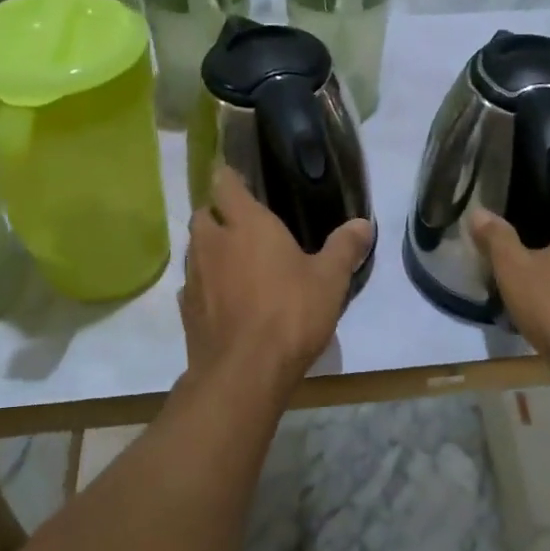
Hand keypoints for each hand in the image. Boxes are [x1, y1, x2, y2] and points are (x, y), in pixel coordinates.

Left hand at [181, 168, 373, 384]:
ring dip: (211, 250)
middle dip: (218, 215)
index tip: (240, 181)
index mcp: (246, 224)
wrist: (244, 372)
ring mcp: (194, 276)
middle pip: (203, 215)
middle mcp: (213, 242)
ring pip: (195, 250)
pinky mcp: (186, 310)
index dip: (229, 178)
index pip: (224, 184)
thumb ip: (344, 247)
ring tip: (236, 264)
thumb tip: (363, 224)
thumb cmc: (290, 314)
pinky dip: (206, 285)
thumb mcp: (330, 280)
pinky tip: (225, 300)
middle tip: (243, 227)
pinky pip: (192, 285)